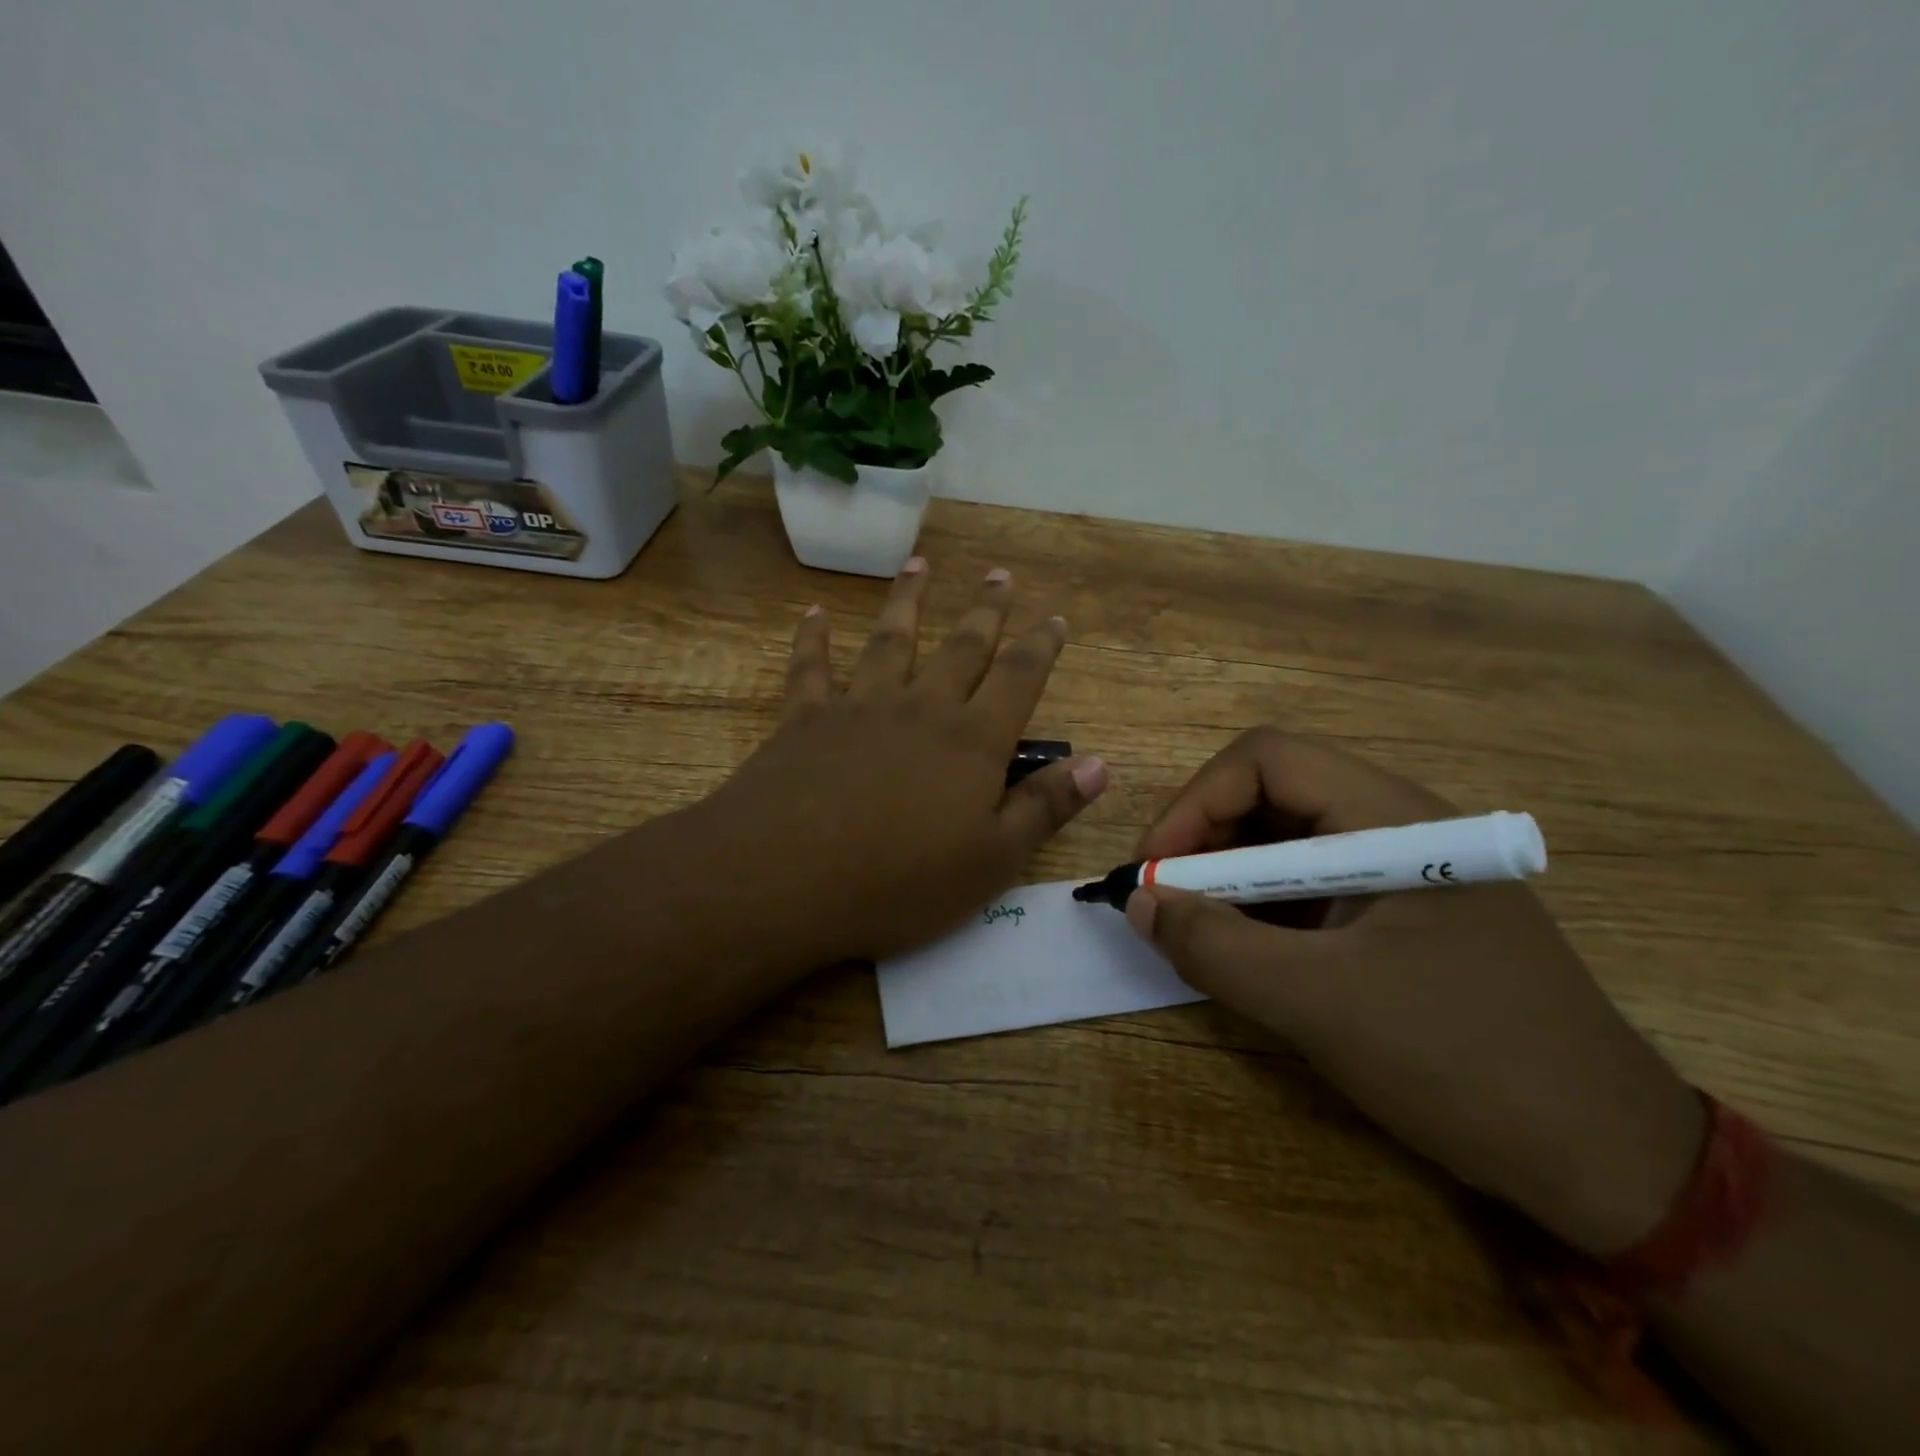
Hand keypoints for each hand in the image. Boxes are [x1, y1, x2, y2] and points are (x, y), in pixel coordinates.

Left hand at [699, 559, 1107, 966]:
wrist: (786, 878)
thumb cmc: (900, 882)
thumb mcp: (992, 861)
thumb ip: (1045, 807)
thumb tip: (1099, 762)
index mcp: (971, 742)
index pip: (1018, 680)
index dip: (1040, 647)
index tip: (1055, 617)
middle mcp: (921, 708)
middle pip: (961, 647)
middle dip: (985, 611)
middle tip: (999, 574)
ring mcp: (859, 707)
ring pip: (891, 640)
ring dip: (908, 601)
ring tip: (919, 564)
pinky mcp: (805, 719)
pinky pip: (811, 667)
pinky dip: (814, 638)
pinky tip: (815, 613)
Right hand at [1129, 728, 1705, 1257]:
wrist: (1608, 1161)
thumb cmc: (1462, 1062)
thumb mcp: (1317, 1005)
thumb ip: (1214, 947)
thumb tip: (1139, 901)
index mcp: (1392, 817)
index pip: (1266, 759)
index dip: (1195, 803)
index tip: (1153, 870)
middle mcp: (1399, 824)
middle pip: (1274, 792)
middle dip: (1206, 839)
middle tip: (1165, 900)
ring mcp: (1406, 868)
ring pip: (1290, 840)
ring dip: (1231, 876)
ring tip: (1197, 929)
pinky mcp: (1406, 911)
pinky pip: (1315, 885)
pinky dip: (1265, 907)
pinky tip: (1247, 951)